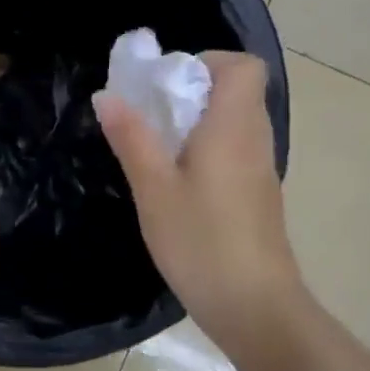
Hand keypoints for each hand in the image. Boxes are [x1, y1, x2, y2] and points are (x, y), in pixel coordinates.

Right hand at [96, 51, 304, 352]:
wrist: (256, 308)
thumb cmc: (201, 241)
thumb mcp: (153, 188)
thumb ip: (132, 138)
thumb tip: (109, 95)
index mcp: (234, 128)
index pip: (244, 67)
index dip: (208, 62)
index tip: (167, 84)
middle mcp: (254, 141)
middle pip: (235, 92)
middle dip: (190, 92)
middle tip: (149, 115)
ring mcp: (260, 171)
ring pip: (233, 124)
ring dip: (195, 123)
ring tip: (155, 149)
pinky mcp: (257, 196)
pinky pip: (233, 152)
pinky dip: (205, 150)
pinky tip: (175, 183)